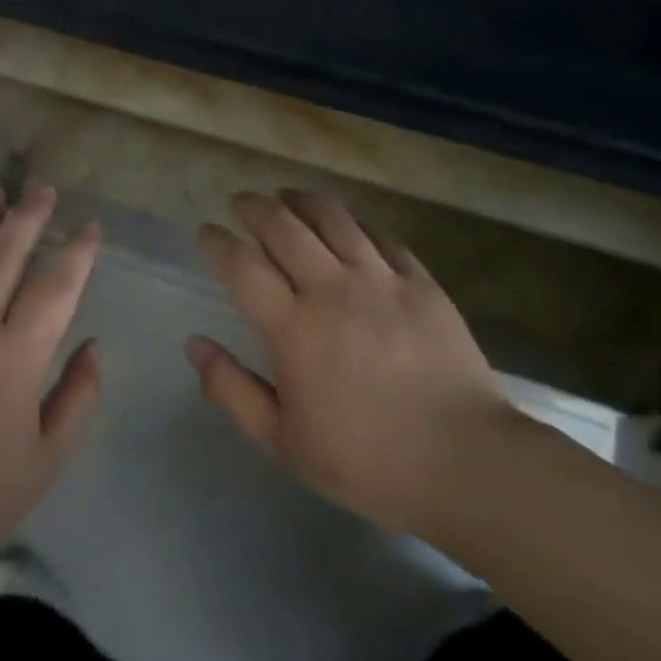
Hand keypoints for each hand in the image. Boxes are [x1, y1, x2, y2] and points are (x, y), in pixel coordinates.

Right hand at [185, 189, 512, 539]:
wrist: (467, 464)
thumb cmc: (367, 461)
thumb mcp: (284, 442)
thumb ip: (232, 390)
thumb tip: (194, 344)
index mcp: (294, 327)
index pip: (242, 265)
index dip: (218, 241)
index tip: (207, 231)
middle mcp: (332, 289)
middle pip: (283, 226)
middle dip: (254, 206)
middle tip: (241, 202)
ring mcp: (381, 279)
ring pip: (333, 217)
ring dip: (301, 200)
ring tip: (287, 197)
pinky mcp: (421, 282)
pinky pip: (381, 237)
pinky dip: (355, 224)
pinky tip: (348, 226)